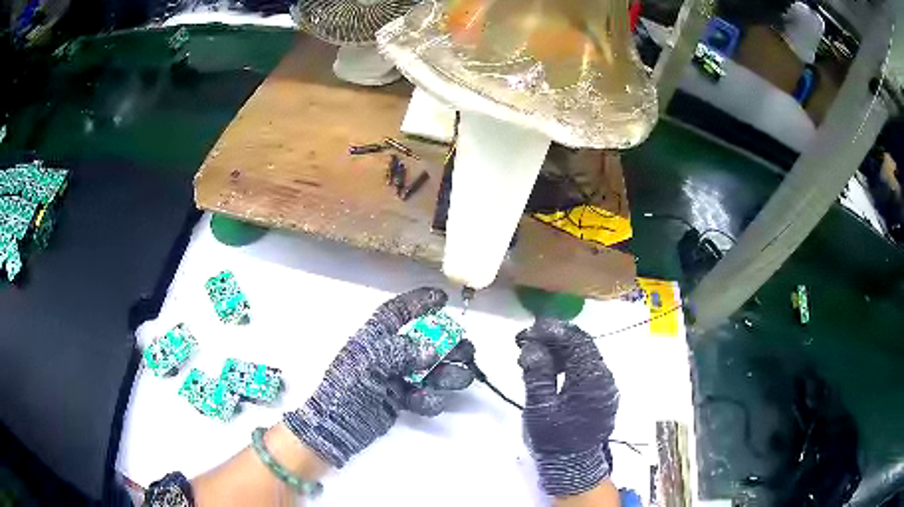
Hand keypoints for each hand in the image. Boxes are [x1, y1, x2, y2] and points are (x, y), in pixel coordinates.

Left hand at [284, 288, 474, 468]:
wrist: (339, 425)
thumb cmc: (348, 386)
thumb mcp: (369, 361)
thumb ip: (401, 351)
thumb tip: (433, 352)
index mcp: (376, 337)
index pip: (399, 311)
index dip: (419, 302)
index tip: (443, 298)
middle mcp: (390, 354)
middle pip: (427, 342)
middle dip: (449, 345)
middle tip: (466, 351)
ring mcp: (398, 377)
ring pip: (433, 370)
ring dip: (447, 374)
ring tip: (453, 379)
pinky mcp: (403, 400)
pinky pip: (427, 395)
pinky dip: (430, 399)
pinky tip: (419, 402)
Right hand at [516, 319, 618, 496]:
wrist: (574, 465)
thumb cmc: (555, 438)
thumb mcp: (540, 407)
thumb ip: (537, 374)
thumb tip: (532, 346)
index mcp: (591, 378)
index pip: (576, 340)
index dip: (551, 331)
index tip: (526, 331)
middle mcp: (604, 376)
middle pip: (582, 344)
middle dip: (553, 338)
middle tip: (525, 340)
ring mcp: (604, 385)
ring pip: (583, 355)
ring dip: (559, 350)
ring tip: (533, 354)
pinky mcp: (600, 393)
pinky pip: (585, 368)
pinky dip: (566, 362)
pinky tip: (549, 369)